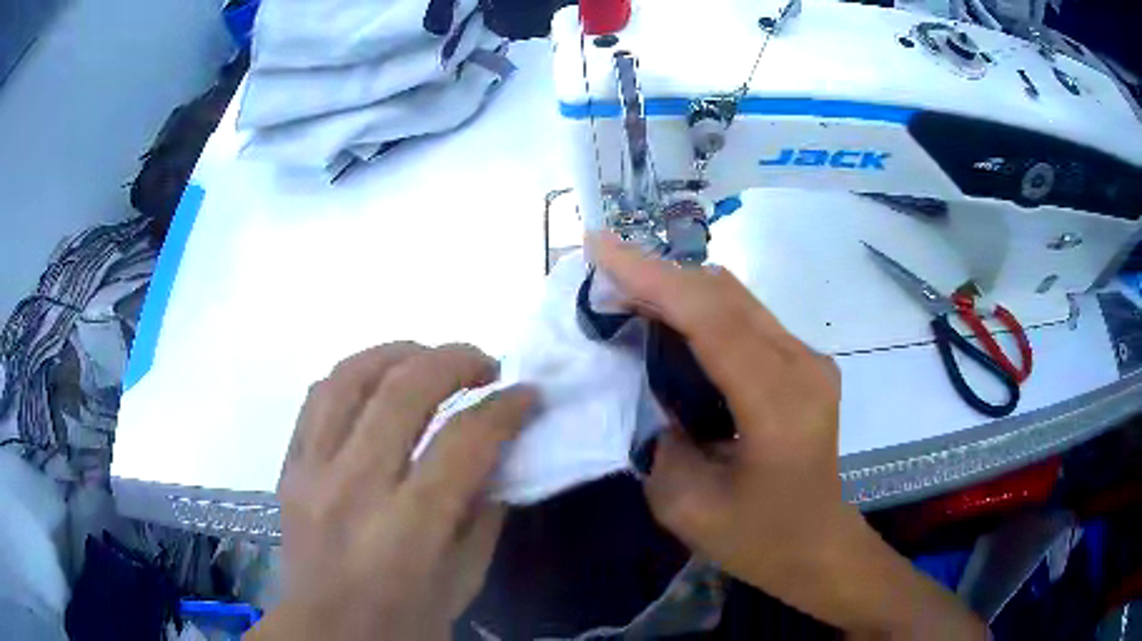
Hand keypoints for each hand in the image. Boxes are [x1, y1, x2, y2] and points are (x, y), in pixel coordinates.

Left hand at [250, 343, 535, 640]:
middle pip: (404, 391)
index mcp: (407, 531)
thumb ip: (485, 513)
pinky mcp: (290, 466)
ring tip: (432, 360)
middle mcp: (354, 488)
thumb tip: (501, 451)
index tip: (528, 394)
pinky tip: (381, 382)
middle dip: (457, 361)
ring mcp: (313, 471)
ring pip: (352, 377)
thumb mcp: (464, 580)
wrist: (326, 634)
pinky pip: (318, 396)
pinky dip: (356, 375)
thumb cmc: (403, 621)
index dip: (505, 408)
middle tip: (487, 366)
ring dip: (401, 353)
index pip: (464, 442)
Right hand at [592, 234, 984, 637]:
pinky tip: (669, 321)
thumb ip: (659, 434)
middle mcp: (804, 366)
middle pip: (725, 295)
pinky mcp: (805, 361)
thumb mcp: (686, 504)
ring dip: (678, 289)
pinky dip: (701, 309)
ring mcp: (810, 359)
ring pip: (736, 298)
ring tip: (626, 293)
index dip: (651, 277)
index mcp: (779, 406)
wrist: (818, 545)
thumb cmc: (757, 539)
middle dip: (657, 275)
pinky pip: (747, 318)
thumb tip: (649, 381)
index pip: (712, 320)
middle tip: (601, 272)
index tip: (598, 245)